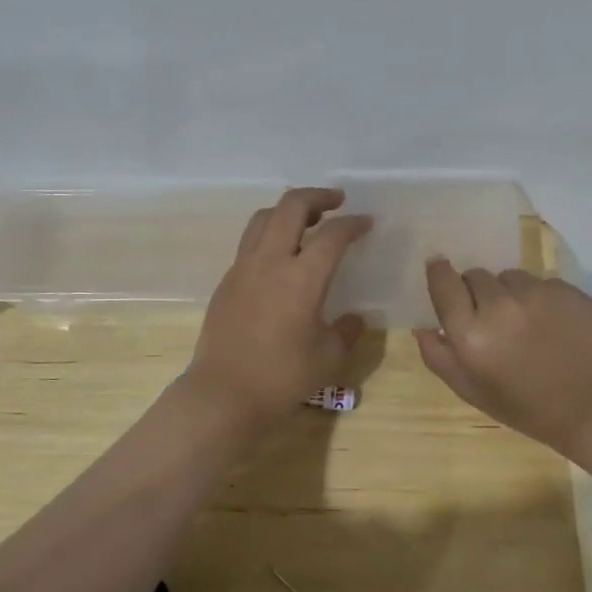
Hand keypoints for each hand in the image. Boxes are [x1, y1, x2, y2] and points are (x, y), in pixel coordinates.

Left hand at [186, 187, 371, 426]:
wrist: (224, 394)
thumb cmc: (282, 378)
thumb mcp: (328, 358)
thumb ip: (347, 331)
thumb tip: (355, 317)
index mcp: (302, 278)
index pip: (332, 235)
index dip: (353, 224)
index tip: (366, 223)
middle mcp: (270, 262)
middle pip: (291, 207)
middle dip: (317, 197)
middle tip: (336, 202)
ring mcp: (243, 268)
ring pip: (264, 218)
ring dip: (288, 210)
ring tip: (307, 220)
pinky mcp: (227, 281)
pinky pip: (249, 242)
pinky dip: (269, 234)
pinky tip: (280, 255)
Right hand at [415, 260, 591, 476]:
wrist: (590, 406)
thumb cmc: (522, 406)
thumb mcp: (469, 391)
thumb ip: (438, 356)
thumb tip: (422, 326)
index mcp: (471, 333)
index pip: (444, 282)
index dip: (439, 273)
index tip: (440, 270)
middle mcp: (501, 306)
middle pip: (476, 275)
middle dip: (476, 292)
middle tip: (490, 318)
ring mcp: (537, 294)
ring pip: (510, 277)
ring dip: (509, 292)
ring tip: (524, 322)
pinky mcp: (567, 290)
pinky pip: (541, 283)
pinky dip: (539, 298)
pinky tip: (551, 325)